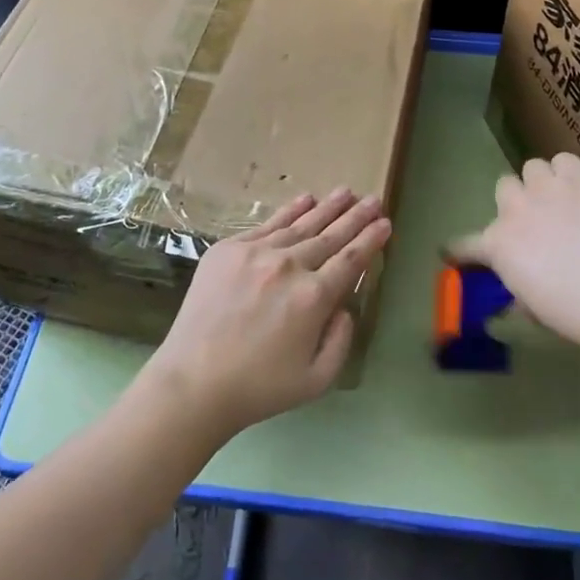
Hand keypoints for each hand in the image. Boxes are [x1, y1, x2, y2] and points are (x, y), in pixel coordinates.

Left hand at [145, 187, 391, 439]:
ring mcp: (256, 252)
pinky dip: (289, 210)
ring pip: (301, 224)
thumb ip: (341, 340)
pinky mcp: (228, 249)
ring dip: (327, 207)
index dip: (371, 240)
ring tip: (345, 192)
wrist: (193, 382)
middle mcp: (289, 266)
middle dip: (356, 217)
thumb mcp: (317, 379)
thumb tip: (343, 306)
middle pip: (330, 235)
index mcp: (314, 297)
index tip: (385, 223)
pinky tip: (305, 199)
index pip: (351, 260)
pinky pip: (267, 224)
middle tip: (373, 199)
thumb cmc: (259, 388)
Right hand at [444, 153, 579, 352]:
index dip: (459, 250)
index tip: (454, 253)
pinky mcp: (578, 177)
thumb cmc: (568, 309)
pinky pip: (565, 161)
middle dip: (516, 200)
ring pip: (532, 167)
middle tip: (535, 217)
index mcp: (496, 245)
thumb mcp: (531, 308)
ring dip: (543, 182)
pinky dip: (571, 173)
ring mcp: (545, 188)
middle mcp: (514, 209)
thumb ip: (519, 291)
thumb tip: (520, 292)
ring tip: (561, 197)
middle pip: (504, 186)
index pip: (464, 245)